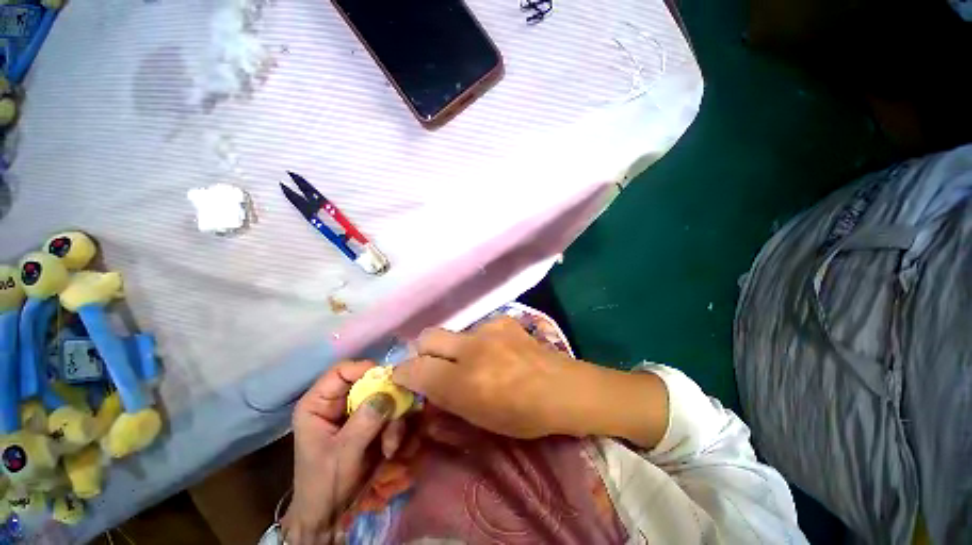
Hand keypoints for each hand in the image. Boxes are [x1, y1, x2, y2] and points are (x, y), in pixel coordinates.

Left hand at [283, 361, 405, 544]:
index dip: (365, 369)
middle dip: (386, 401)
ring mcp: (358, 411)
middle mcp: (339, 401)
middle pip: (369, 382)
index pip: (342, 371)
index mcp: (319, 403)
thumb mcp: (343, 454)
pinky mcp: (372, 422)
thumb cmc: (326, 484)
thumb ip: (365, 422)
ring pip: (385, 398)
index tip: (389, 381)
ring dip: (394, 420)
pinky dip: (396, 428)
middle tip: (396, 419)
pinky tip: (392, 448)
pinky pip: (391, 413)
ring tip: (391, 445)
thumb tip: (389, 393)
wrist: (331, 514)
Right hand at [392, 316, 594, 438]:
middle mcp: (471, 349)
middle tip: (436, 366)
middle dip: (423, 352)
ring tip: (479, 362)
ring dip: (457, 349)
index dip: (403, 373)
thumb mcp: (479, 419)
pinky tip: (498, 351)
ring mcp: (488, 329)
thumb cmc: (522, 415)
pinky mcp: (503, 320)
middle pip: (427, 337)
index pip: (414, 369)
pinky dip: (480, 341)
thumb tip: (426, 387)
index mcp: (463, 382)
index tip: (405, 378)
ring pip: (455, 333)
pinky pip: (479, 329)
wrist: (561, 387)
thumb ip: (447, 400)